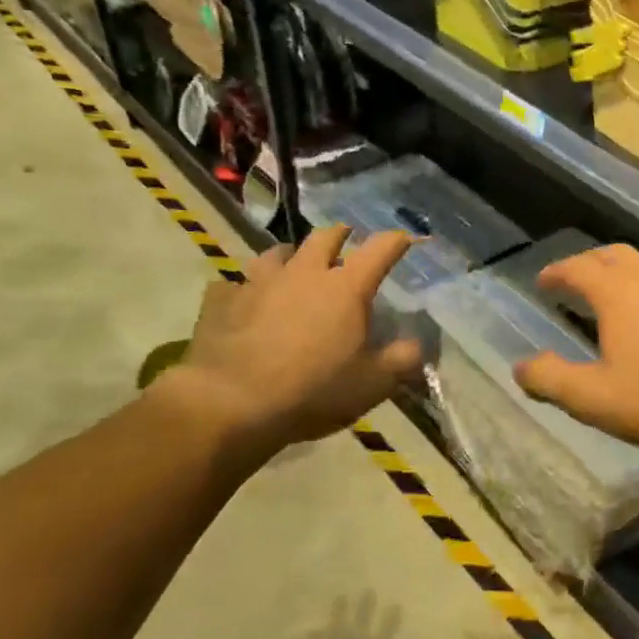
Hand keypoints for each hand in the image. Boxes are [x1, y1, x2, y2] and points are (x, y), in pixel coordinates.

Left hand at [156, 226, 421, 465]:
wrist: (231, 403)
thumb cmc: (314, 390)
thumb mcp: (374, 384)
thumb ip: (402, 360)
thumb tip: (416, 345)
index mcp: (346, 288)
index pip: (381, 248)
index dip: (397, 241)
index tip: (405, 240)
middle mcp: (304, 273)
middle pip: (325, 236)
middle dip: (341, 235)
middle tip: (347, 241)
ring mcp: (259, 283)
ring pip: (277, 253)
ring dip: (291, 256)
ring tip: (294, 266)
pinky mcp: (222, 301)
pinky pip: (234, 285)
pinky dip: (244, 290)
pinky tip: (245, 303)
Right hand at [511, 245, 638, 459]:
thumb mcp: (595, 398)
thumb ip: (552, 380)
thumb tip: (521, 367)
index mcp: (617, 293)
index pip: (578, 268)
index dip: (557, 272)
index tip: (543, 281)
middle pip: (613, 255)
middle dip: (588, 263)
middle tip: (573, 281)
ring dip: (620, 273)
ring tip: (610, 296)